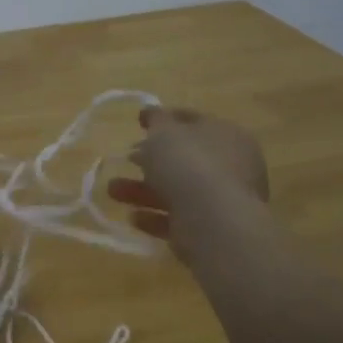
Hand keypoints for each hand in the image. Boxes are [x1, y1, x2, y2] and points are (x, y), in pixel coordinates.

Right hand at [107, 107, 268, 252]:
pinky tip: (133, 217)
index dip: (165, 118)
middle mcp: (230, 166)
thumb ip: (156, 118)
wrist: (212, 221)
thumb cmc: (189, 163)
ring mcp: (222, 200)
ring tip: (112, 191)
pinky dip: (154, 217)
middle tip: (126, 158)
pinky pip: (177, 219)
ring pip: (176, 190)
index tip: (139, 122)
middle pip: (183, 158)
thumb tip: (152, 112)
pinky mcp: (210, 230)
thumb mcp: (164, 130)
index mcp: (226, 135)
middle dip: (150, 159)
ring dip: (142, 190)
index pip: (194, 120)